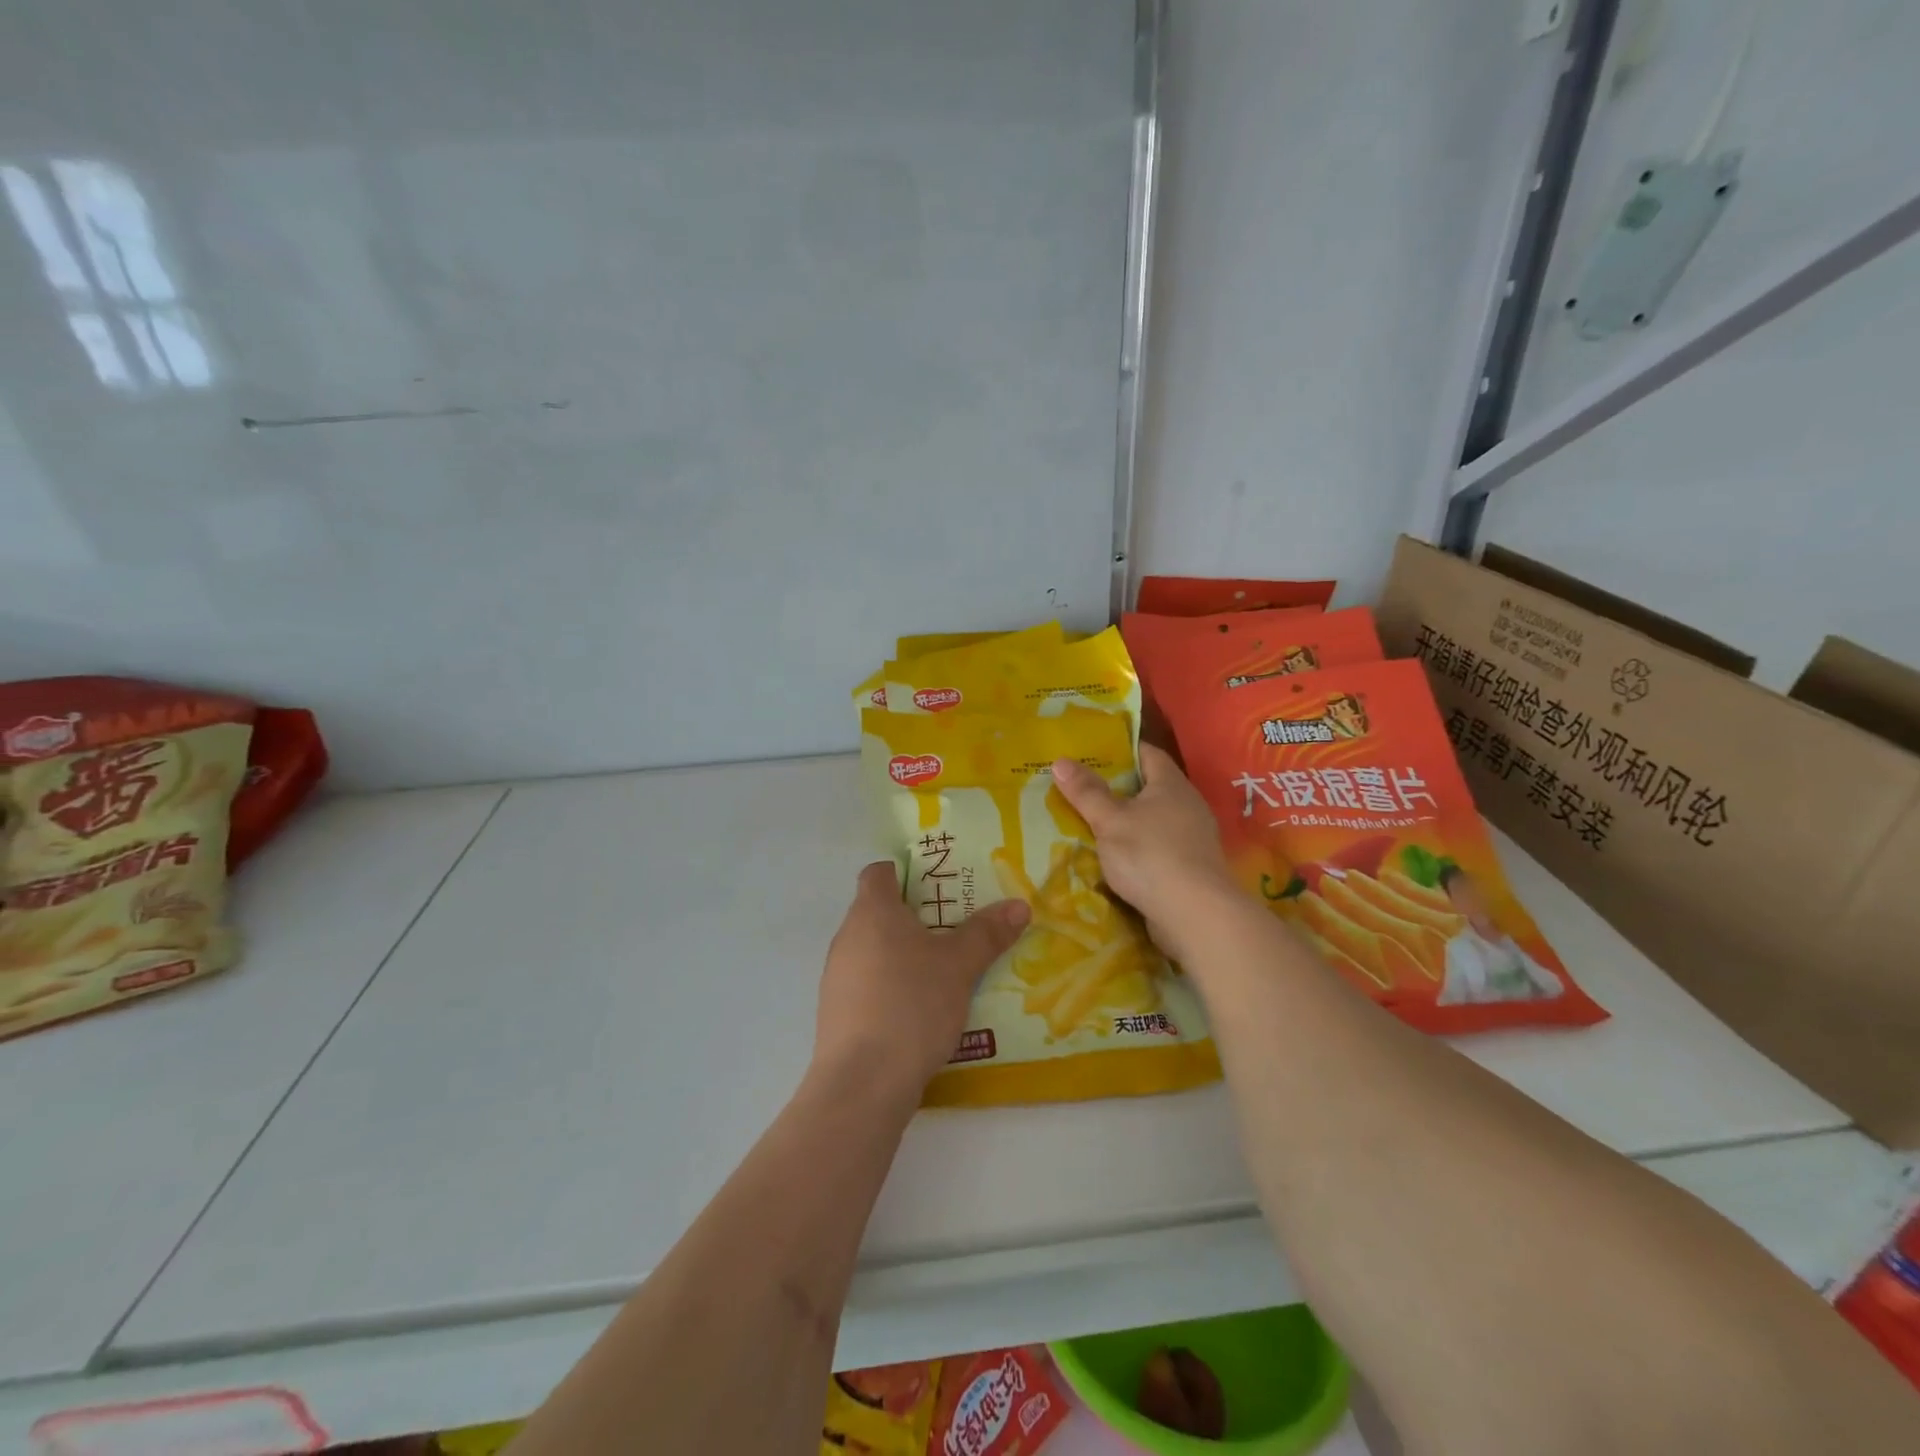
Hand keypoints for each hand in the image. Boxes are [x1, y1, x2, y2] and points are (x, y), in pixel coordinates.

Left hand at [813, 862, 1029, 1105]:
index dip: (907, 873)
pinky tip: (921, 1012)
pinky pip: (868, 985)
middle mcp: (847, 936)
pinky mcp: (837, 1013)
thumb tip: (1019, 905)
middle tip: (956, 930)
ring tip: (945, 973)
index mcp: (872, 911)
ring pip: (875, 951)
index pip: (879, 872)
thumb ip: (987, 933)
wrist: (863, 1083)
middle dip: (917, 918)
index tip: (940, 889)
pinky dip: (892, 988)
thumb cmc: (911, 1004)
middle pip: (880, 912)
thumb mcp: (959, 966)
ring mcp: (837, 977)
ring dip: (905, 956)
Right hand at [1050, 743, 1235, 963]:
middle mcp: (1187, 805)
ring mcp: (1192, 838)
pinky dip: (1137, 848)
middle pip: (1149, 787)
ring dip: (1127, 822)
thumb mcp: (1110, 821)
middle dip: (1117, 788)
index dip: (1120, 749)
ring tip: (1091, 824)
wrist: (1196, 915)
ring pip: (1153, 820)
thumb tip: (1061, 761)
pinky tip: (1114, 859)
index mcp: (1171, 784)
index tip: (1091, 753)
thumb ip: (1086, 792)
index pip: (1147, 753)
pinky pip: (1158, 847)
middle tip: (1081, 789)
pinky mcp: (1191, 867)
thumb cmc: (1150, 855)